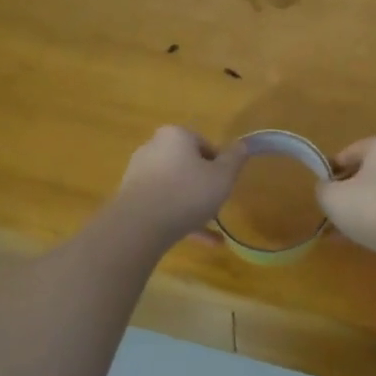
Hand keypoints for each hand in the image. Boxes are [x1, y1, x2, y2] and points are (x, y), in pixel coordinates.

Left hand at [112, 126, 246, 244]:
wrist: (140, 225)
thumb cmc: (188, 193)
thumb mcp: (223, 176)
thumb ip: (235, 159)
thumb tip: (244, 144)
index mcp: (175, 136)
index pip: (204, 145)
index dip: (220, 165)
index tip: (226, 183)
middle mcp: (153, 148)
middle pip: (187, 165)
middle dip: (203, 184)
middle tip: (217, 203)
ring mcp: (138, 174)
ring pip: (174, 188)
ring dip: (193, 205)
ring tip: (212, 228)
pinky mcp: (131, 198)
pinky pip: (162, 206)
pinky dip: (180, 219)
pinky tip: (201, 240)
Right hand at [317, 136, 375, 261]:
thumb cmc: (371, 207)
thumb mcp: (332, 196)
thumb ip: (323, 188)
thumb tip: (327, 188)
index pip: (346, 154)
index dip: (328, 173)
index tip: (319, 193)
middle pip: (363, 175)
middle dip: (344, 194)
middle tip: (327, 213)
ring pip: (375, 197)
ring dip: (356, 212)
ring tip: (337, 232)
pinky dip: (372, 223)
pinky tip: (355, 240)